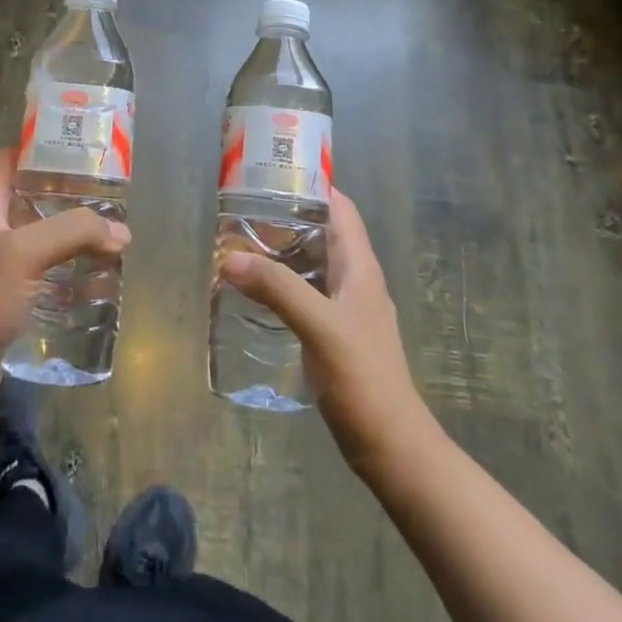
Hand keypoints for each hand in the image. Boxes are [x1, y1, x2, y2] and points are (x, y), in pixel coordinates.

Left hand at [0, 147, 129, 408]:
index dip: (40, 147)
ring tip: (110, 232)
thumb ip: (73, 232)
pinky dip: (67, 266)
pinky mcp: (9, 294)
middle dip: (67, 193)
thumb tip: (121, 232)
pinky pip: (43, 268)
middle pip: (31, 196)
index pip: (10, 158)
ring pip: (40, 234)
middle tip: (107, 193)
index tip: (79, 147)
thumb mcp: (25, 253)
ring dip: (71, 233)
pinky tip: (95, 273)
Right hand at [218, 187, 426, 473]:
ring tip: (239, 245)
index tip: (271, 174)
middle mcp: (355, 280)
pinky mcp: (334, 334)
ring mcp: (346, 309)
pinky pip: (305, 294)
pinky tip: (254, 293)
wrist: (391, 447)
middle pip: (321, 233)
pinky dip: (281, 285)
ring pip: (311, 264)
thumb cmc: (363, 379)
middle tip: (240, 210)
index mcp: (360, 267)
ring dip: (280, 252)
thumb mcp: (319, 327)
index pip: (340, 208)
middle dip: (285, 218)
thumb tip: (229, 257)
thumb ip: (277, 289)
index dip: (311, 186)